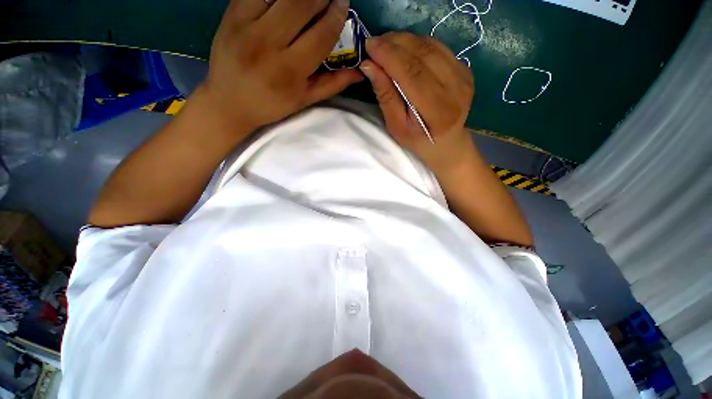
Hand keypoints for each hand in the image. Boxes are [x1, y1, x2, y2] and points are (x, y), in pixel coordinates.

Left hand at [199, 0, 362, 135]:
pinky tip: (284, 2)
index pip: (320, 35)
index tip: (342, 4)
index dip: (335, 16)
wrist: (229, 102)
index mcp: (290, 71)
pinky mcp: (231, 14)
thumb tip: (358, 73)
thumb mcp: (305, 100)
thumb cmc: (271, 105)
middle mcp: (268, 45)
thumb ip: (332, 84)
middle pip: (301, 4)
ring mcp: (246, 25)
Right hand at [359, 32, 474, 175]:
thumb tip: (369, 66)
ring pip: (431, 46)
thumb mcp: (396, 127)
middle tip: (374, 43)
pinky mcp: (465, 69)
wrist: (447, 143)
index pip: (412, 73)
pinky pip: (438, 48)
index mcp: (438, 110)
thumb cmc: (418, 141)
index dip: (389, 56)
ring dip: (405, 41)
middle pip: (423, 54)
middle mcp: (456, 88)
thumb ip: (385, 96)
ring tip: (386, 45)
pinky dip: (417, 44)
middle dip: (395, 44)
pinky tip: (404, 50)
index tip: (369, 46)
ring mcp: (464, 76)